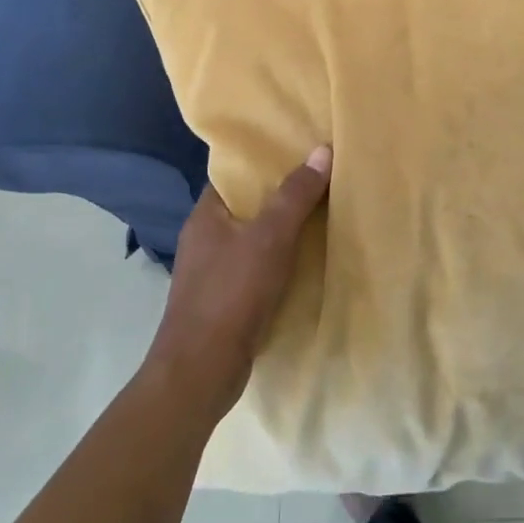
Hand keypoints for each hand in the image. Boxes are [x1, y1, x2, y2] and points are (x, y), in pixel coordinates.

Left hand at [146, 146, 331, 419]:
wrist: (201, 372)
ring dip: (282, 232)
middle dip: (281, 197)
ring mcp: (212, 273)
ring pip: (253, 240)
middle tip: (321, 181)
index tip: (300, 153)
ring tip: (322, 217)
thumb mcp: (270, 238)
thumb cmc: (231, 294)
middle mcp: (205, 239)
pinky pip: (256, 270)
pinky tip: (306, 263)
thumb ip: (295, 196)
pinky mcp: (224, 303)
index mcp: (206, 216)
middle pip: (248, 207)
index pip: (235, 176)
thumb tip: (322, 150)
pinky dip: (278, 263)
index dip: (266, 162)